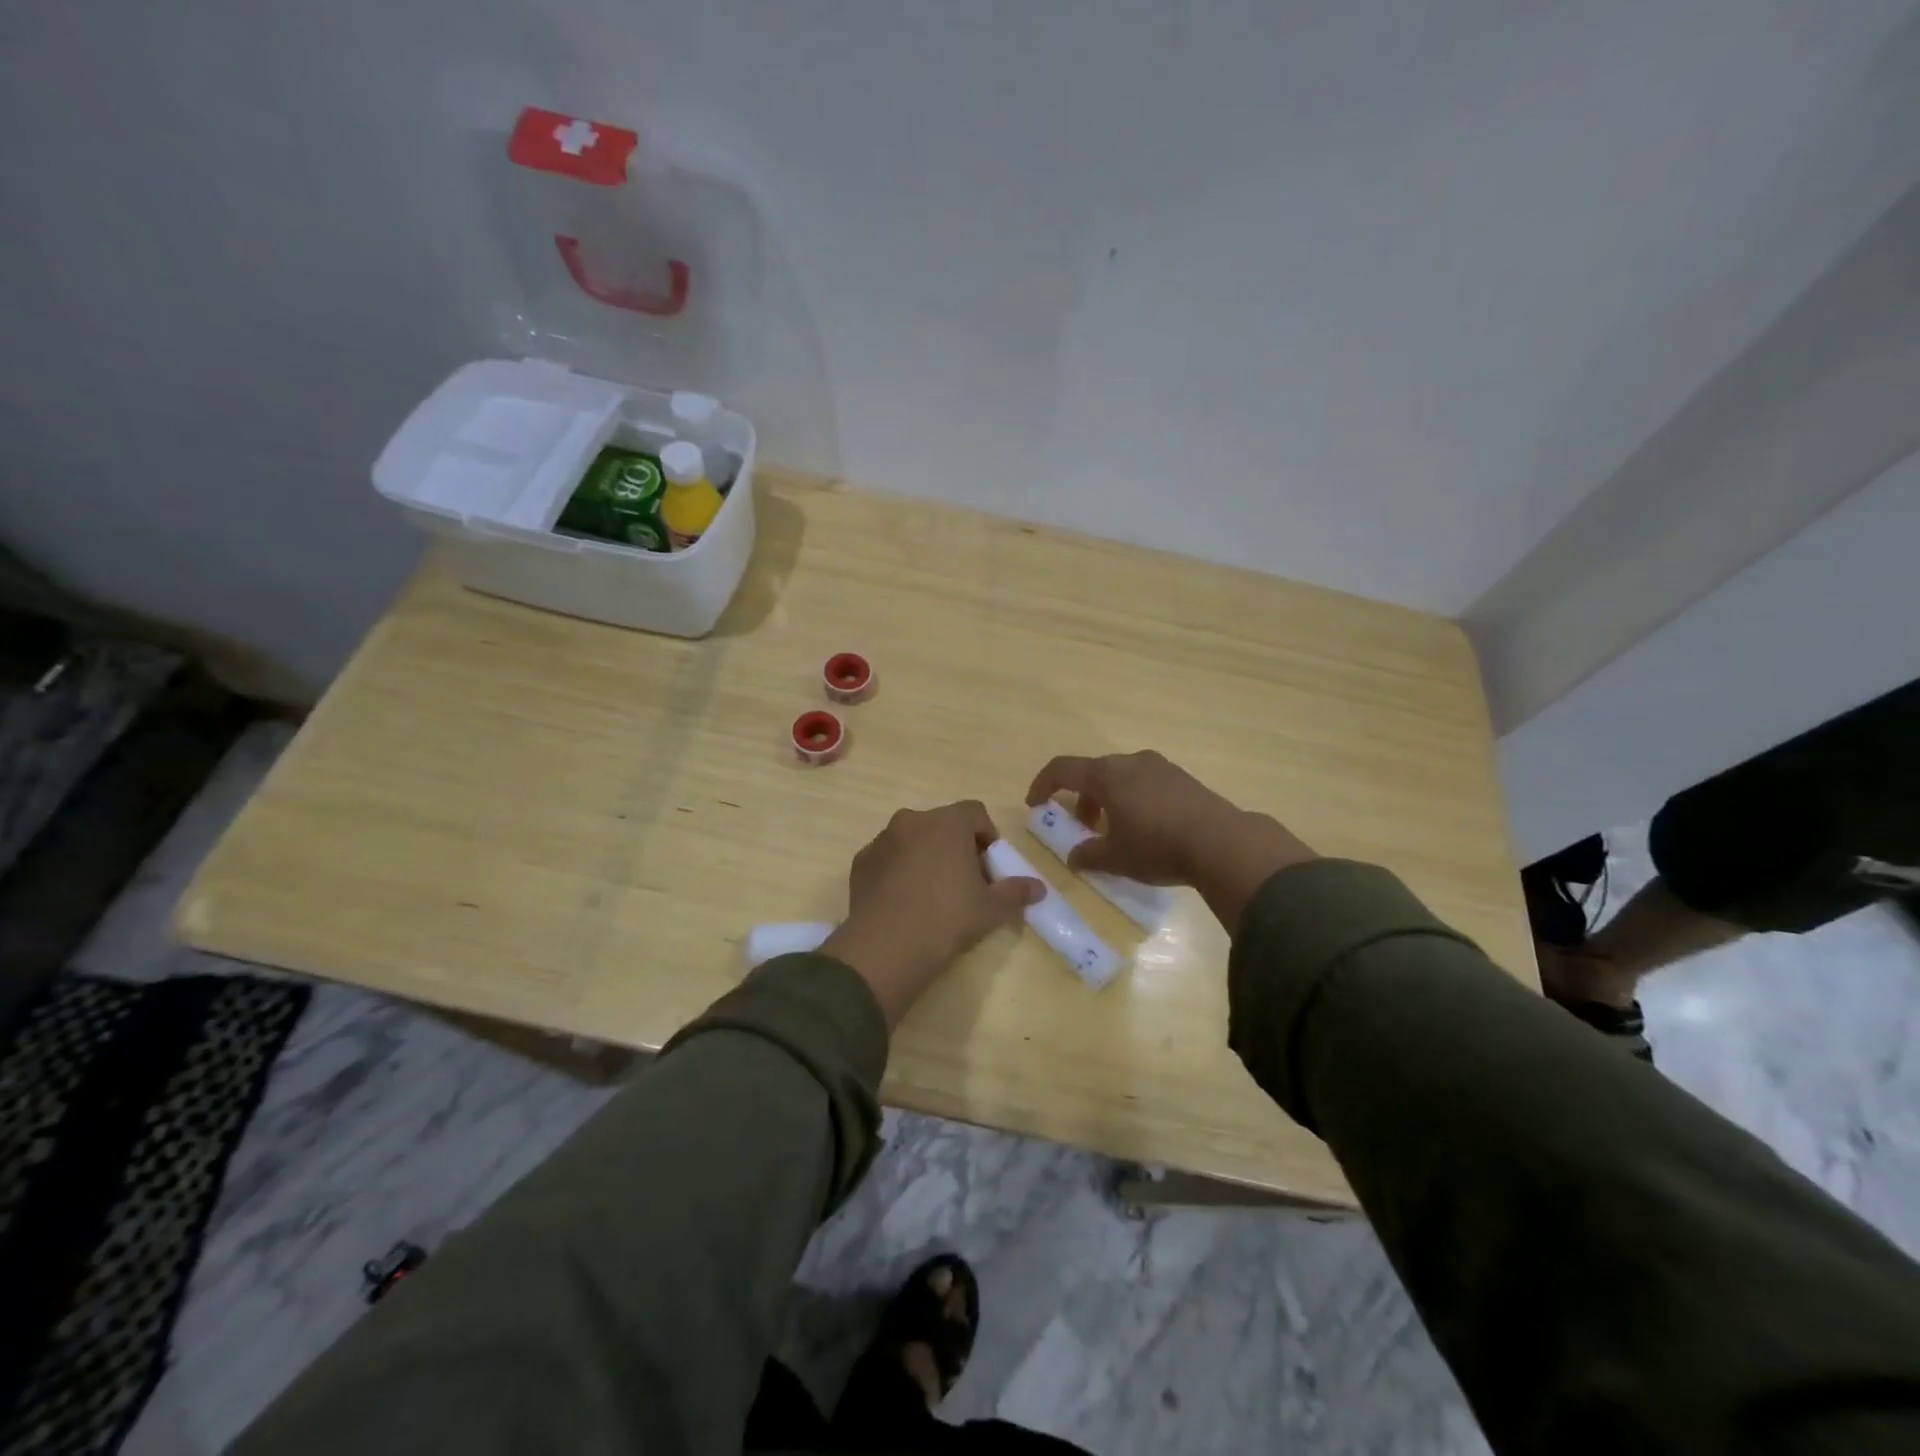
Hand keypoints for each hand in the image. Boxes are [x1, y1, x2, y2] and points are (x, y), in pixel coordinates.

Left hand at [822, 801, 1044, 1026]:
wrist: (887, 947)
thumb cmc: (948, 919)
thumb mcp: (991, 908)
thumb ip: (1016, 891)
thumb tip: (1039, 888)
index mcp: (947, 823)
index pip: (975, 813)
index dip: (987, 836)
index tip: (989, 866)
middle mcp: (912, 820)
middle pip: (942, 824)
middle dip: (955, 846)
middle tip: (963, 881)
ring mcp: (882, 839)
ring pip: (912, 839)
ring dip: (925, 855)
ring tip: (931, 893)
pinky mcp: (861, 861)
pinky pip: (887, 858)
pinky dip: (897, 870)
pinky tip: (903, 902)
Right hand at [1025, 751, 1315, 930]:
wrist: (1222, 842)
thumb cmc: (1157, 846)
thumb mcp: (1115, 858)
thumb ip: (1088, 855)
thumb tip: (1074, 857)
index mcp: (1106, 775)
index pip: (1062, 769)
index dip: (1043, 785)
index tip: (1035, 804)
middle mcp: (1130, 762)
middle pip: (1093, 772)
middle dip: (1081, 798)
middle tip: (1082, 826)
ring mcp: (1160, 767)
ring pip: (1121, 776)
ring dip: (1108, 799)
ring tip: (1115, 830)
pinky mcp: (1183, 778)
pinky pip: (1146, 782)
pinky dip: (1133, 798)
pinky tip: (1146, 826)